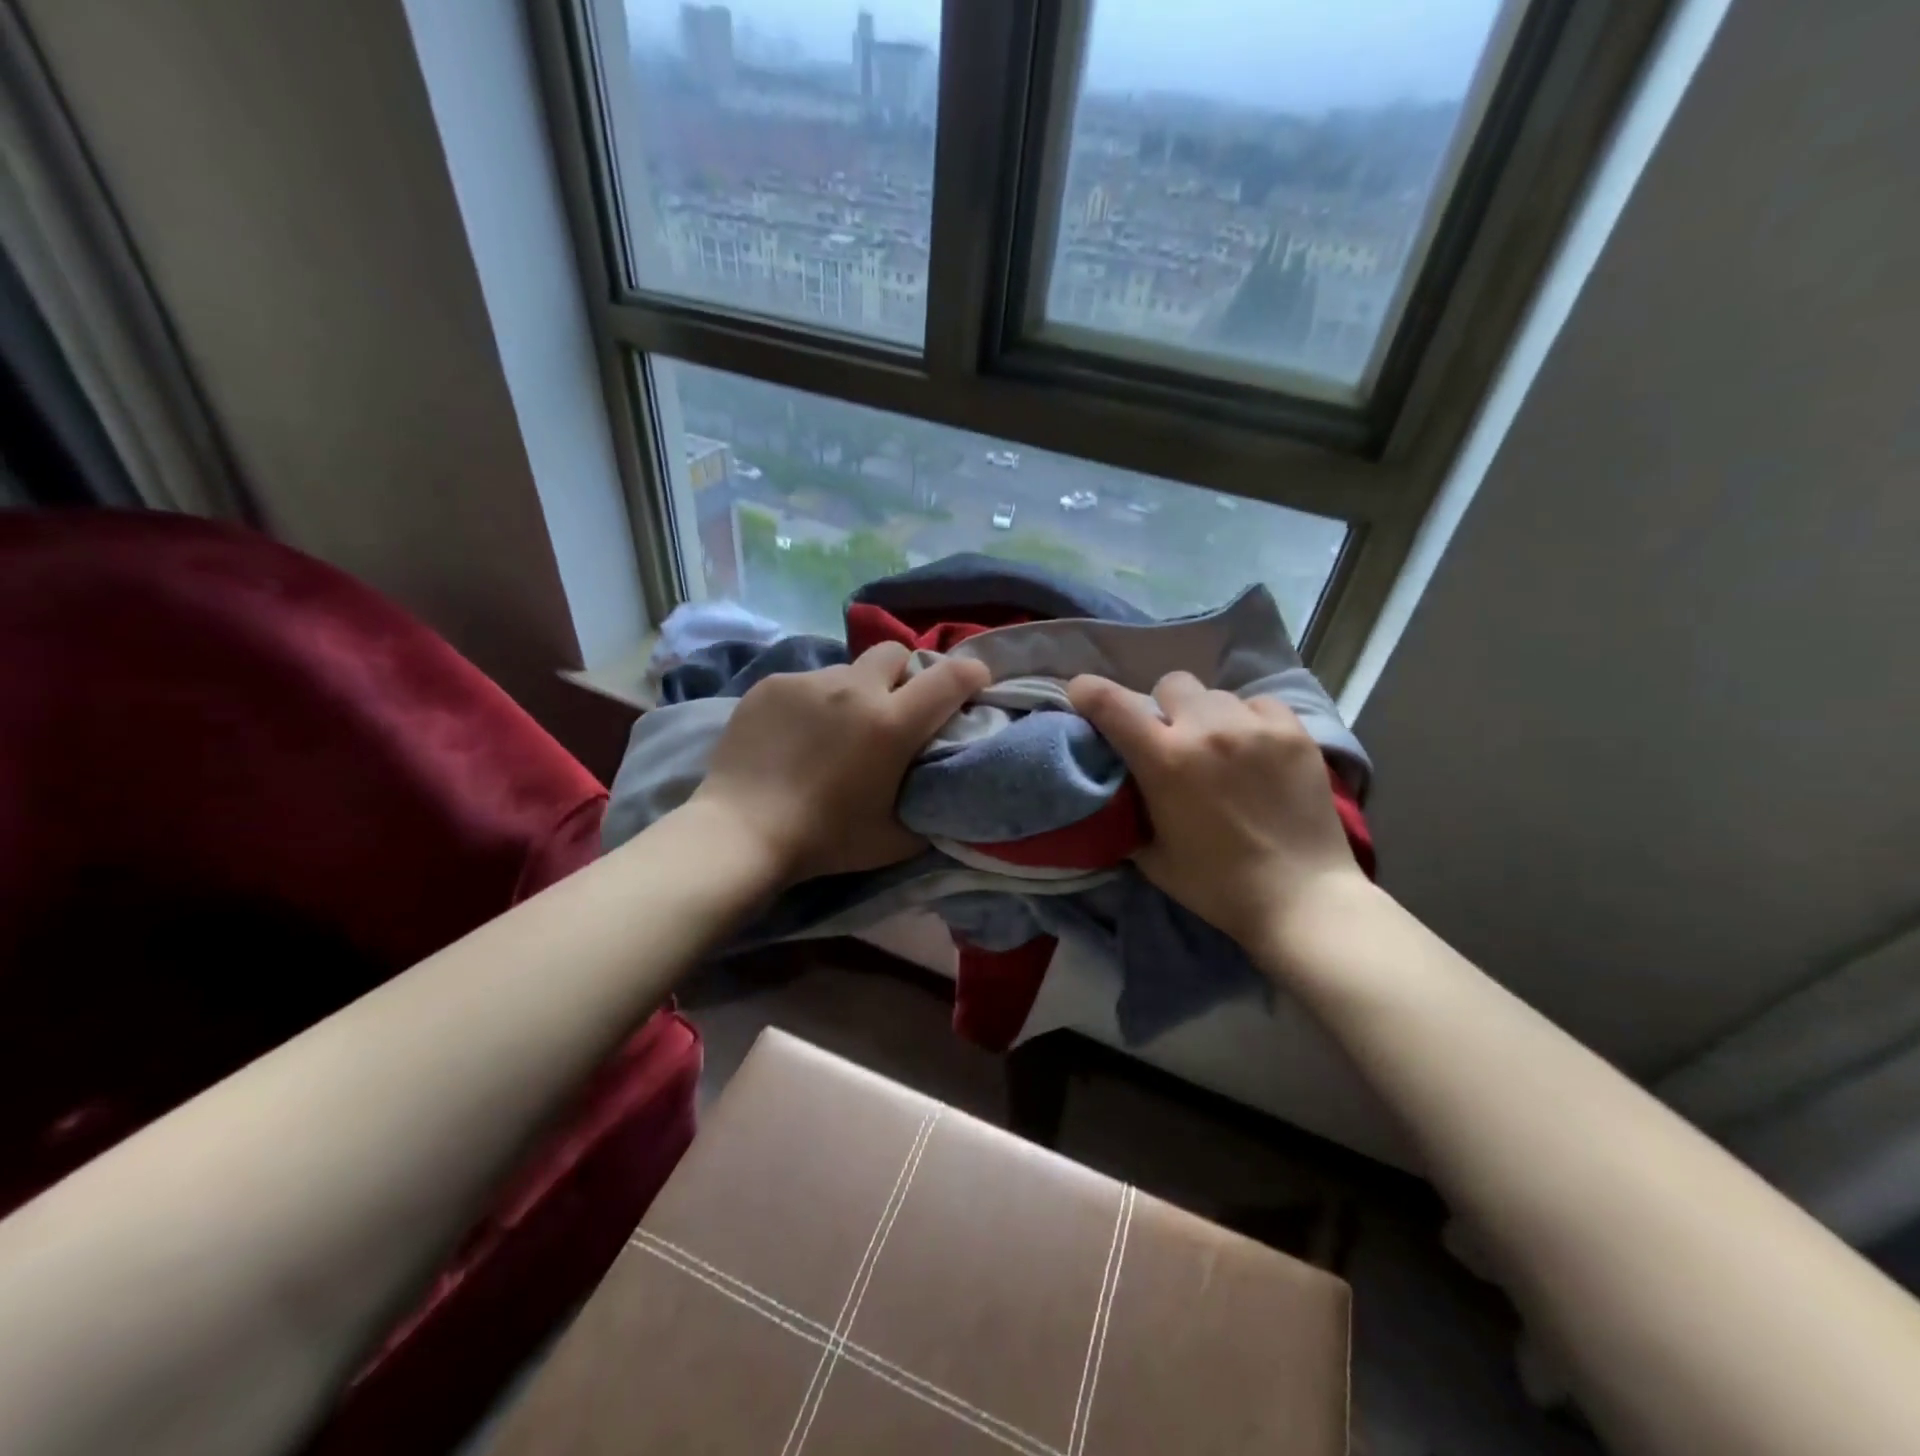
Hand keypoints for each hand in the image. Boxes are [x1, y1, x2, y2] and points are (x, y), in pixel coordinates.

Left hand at [691, 643, 990, 882]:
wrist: (741, 832)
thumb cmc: (825, 840)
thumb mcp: (895, 839)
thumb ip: (928, 809)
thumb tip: (941, 791)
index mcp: (892, 723)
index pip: (950, 678)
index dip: (971, 674)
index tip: (974, 682)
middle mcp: (855, 689)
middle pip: (894, 652)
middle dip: (903, 674)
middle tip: (892, 709)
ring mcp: (809, 682)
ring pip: (847, 670)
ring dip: (853, 692)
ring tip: (833, 729)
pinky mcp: (772, 685)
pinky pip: (806, 682)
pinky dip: (812, 702)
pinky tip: (794, 736)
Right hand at [1067, 671, 1370, 957]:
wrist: (1301, 898)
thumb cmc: (1217, 885)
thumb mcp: (1151, 856)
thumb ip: (1128, 812)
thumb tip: (1116, 789)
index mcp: (1164, 760)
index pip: (1111, 703)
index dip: (1088, 692)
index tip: (1082, 695)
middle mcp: (1207, 729)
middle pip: (1170, 684)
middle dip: (1164, 709)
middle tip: (1173, 740)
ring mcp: (1254, 726)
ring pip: (1216, 694)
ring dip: (1207, 716)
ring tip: (1221, 749)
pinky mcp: (1294, 731)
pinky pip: (1258, 703)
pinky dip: (1249, 721)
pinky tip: (1257, 751)